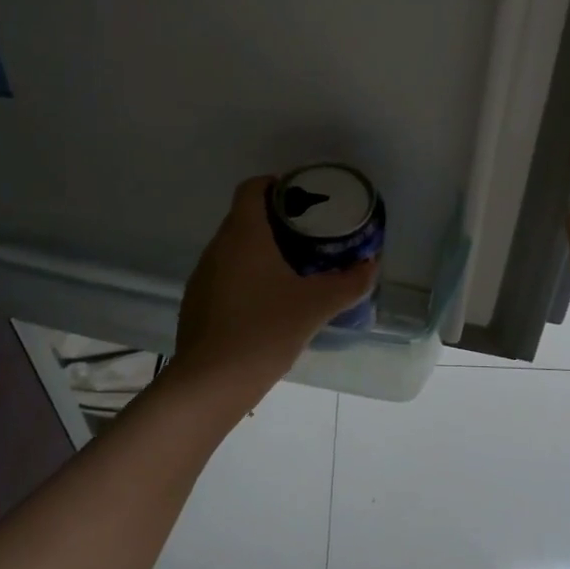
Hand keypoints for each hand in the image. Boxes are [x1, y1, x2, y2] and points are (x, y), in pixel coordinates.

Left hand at [174, 177, 376, 387]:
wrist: (211, 383)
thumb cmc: (265, 331)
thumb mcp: (316, 306)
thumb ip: (349, 283)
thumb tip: (372, 265)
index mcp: (244, 234)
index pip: (253, 187)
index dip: (277, 185)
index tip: (305, 198)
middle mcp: (218, 247)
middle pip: (245, 217)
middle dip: (278, 220)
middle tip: (311, 235)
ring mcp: (203, 275)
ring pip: (235, 248)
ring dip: (262, 250)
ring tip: (295, 267)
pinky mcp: (197, 302)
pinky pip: (226, 274)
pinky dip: (248, 276)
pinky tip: (269, 302)